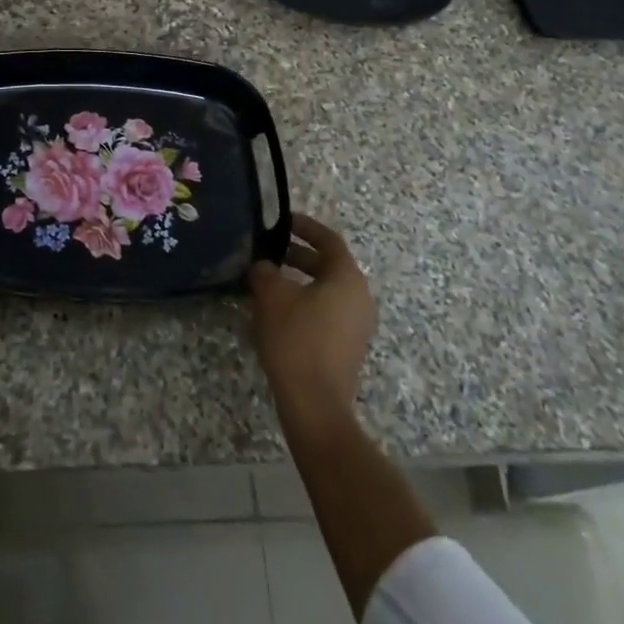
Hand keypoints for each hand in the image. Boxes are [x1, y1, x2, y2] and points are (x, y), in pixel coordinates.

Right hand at [248, 213, 376, 420]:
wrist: (315, 403)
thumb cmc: (296, 339)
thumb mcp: (271, 296)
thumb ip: (265, 271)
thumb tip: (263, 266)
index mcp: (347, 278)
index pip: (329, 240)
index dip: (305, 226)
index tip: (282, 220)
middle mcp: (359, 297)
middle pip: (328, 265)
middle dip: (297, 255)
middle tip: (268, 252)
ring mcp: (357, 325)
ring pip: (326, 290)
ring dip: (299, 281)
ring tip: (267, 282)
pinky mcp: (348, 347)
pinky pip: (326, 312)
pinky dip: (304, 303)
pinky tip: (277, 312)